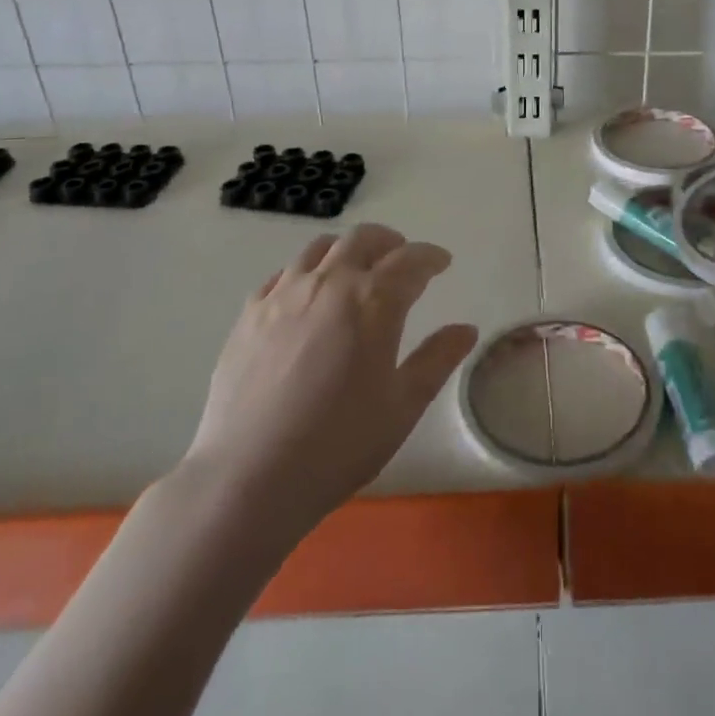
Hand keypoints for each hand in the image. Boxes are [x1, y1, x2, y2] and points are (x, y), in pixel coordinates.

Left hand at [183, 224, 477, 538]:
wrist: (248, 476)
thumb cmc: (339, 444)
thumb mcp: (403, 406)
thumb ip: (437, 359)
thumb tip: (466, 329)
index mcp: (373, 300)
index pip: (411, 261)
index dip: (430, 257)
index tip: (442, 263)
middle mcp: (329, 282)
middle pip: (363, 239)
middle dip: (390, 242)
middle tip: (402, 259)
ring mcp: (284, 294)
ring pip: (320, 248)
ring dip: (347, 249)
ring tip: (355, 269)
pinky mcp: (250, 313)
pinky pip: (283, 273)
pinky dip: (306, 271)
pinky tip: (307, 295)